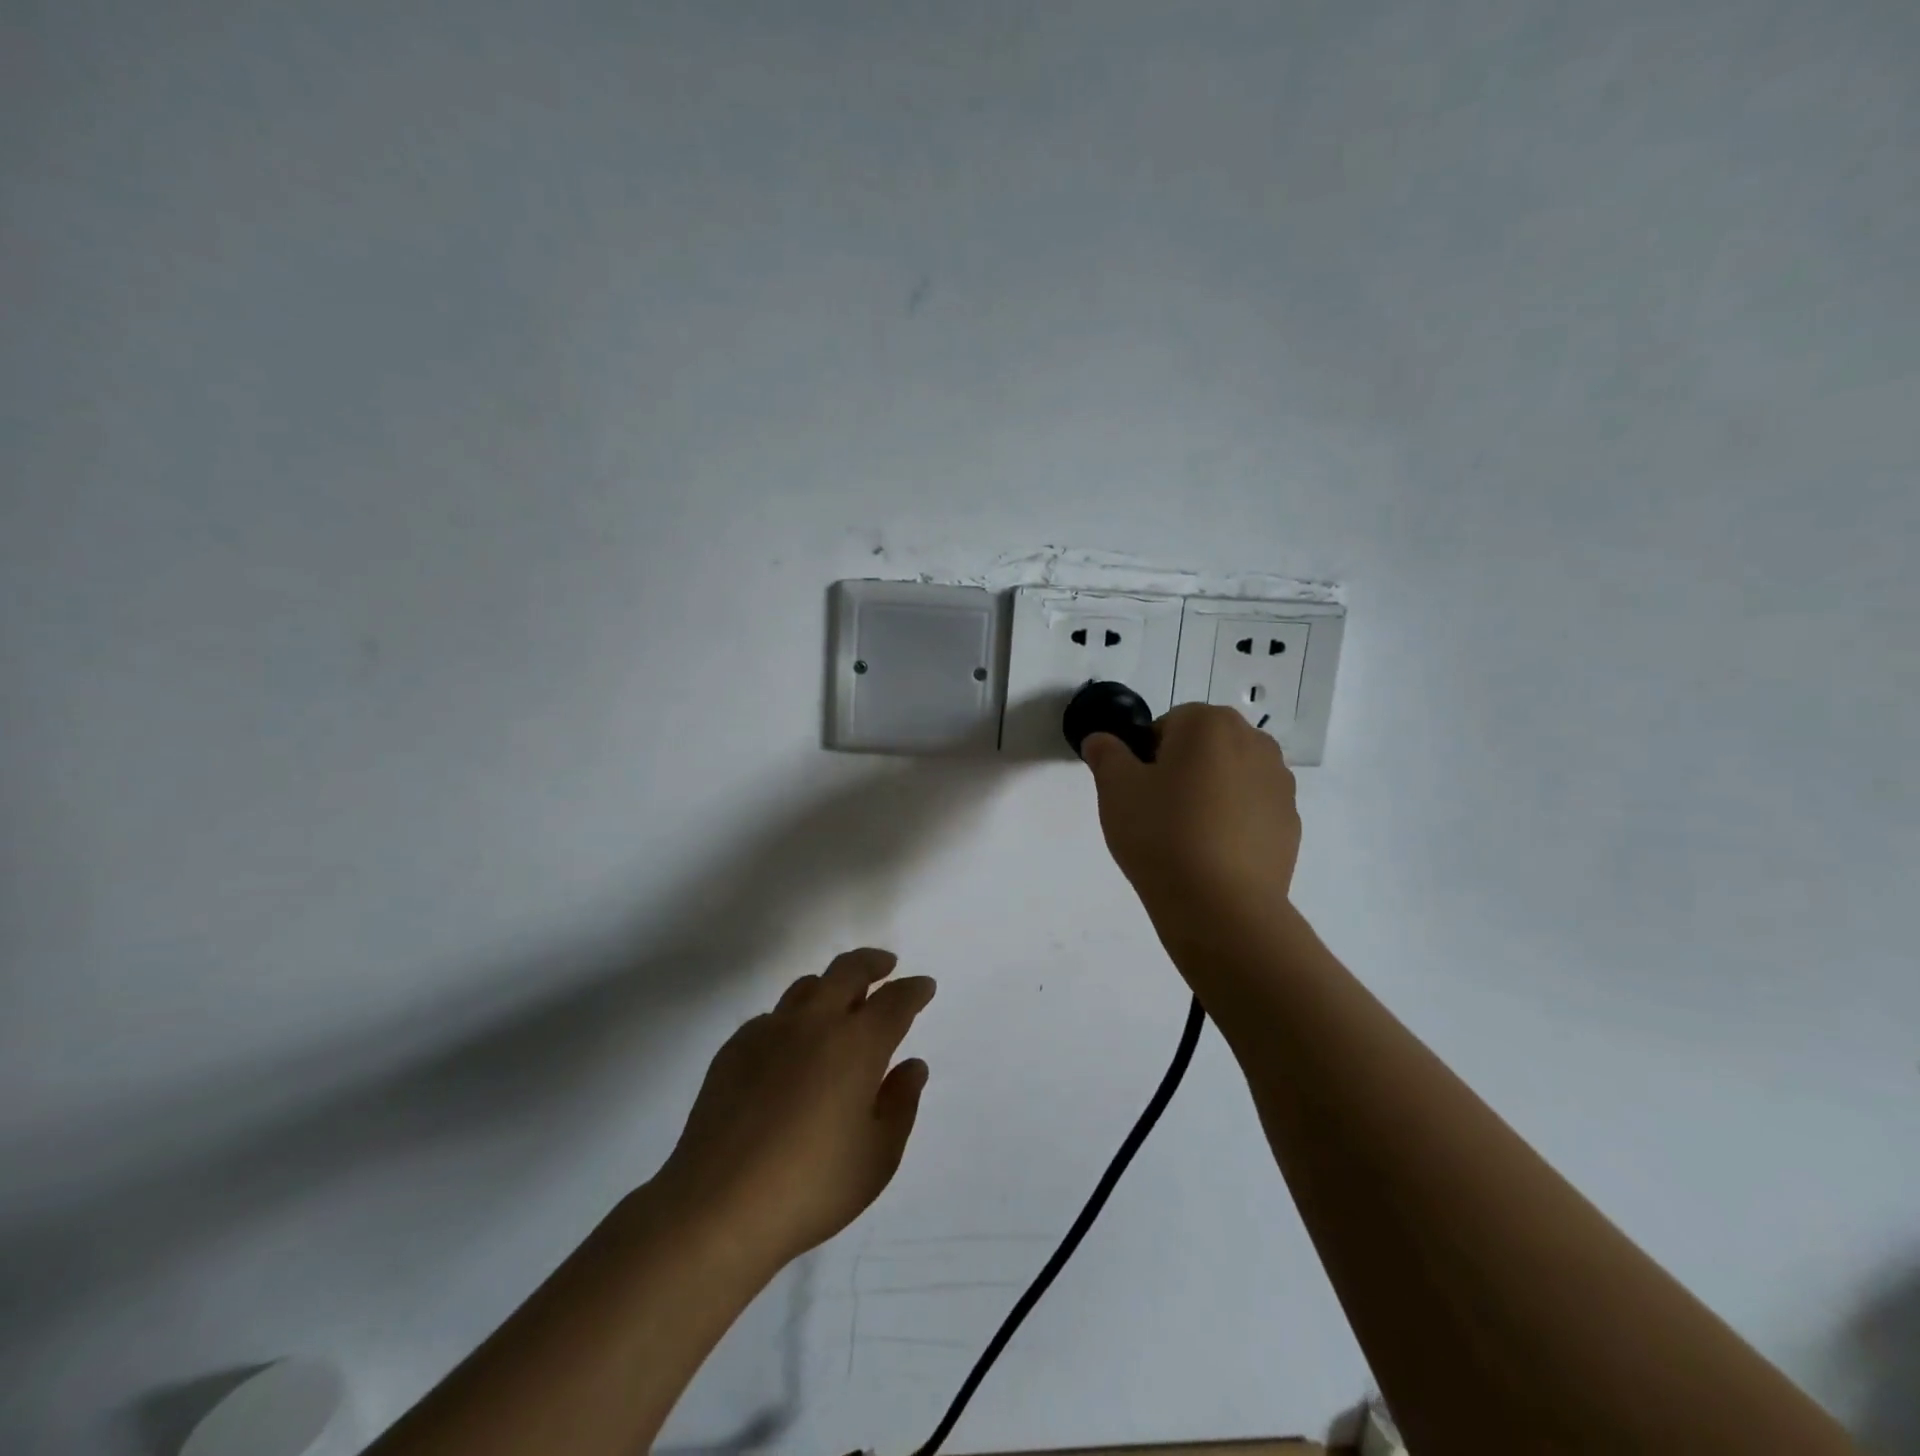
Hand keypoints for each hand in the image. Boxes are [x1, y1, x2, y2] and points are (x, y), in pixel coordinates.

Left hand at [655, 948, 934, 1267]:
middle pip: (848, 970)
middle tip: (886, 966)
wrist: (717, 1208)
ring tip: (840, 1001)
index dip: (914, 989)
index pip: (895, 1000)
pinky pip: (772, 1016)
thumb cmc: (812, 1186)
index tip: (924, 986)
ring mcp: (769, 1031)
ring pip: (807, 986)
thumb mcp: (878, 1156)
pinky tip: (791, 1046)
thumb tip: (912, 1065)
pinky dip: (793, 1018)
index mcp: (857, 1044)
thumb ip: (901, 1103)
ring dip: (831, 985)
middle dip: (873, 962)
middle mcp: (815, 1023)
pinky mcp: (734, 1048)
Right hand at [1081, 704, 1300, 920]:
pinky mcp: (1290, 822)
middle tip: (1158, 813)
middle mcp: (1254, 741)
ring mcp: (1279, 783)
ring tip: (1187, 837)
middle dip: (1181, 770)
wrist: (1221, 905)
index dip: (1146, 757)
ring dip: (1210, 793)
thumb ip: (1106, 754)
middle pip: (1204, 747)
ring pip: (1230, 777)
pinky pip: (1251, 810)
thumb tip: (1100, 740)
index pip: (1167, 725)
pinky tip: (1213, 855)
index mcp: (1209, 723)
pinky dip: (1233, 822)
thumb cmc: (1161, 833)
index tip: (1139, 792)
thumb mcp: (1115, 789)